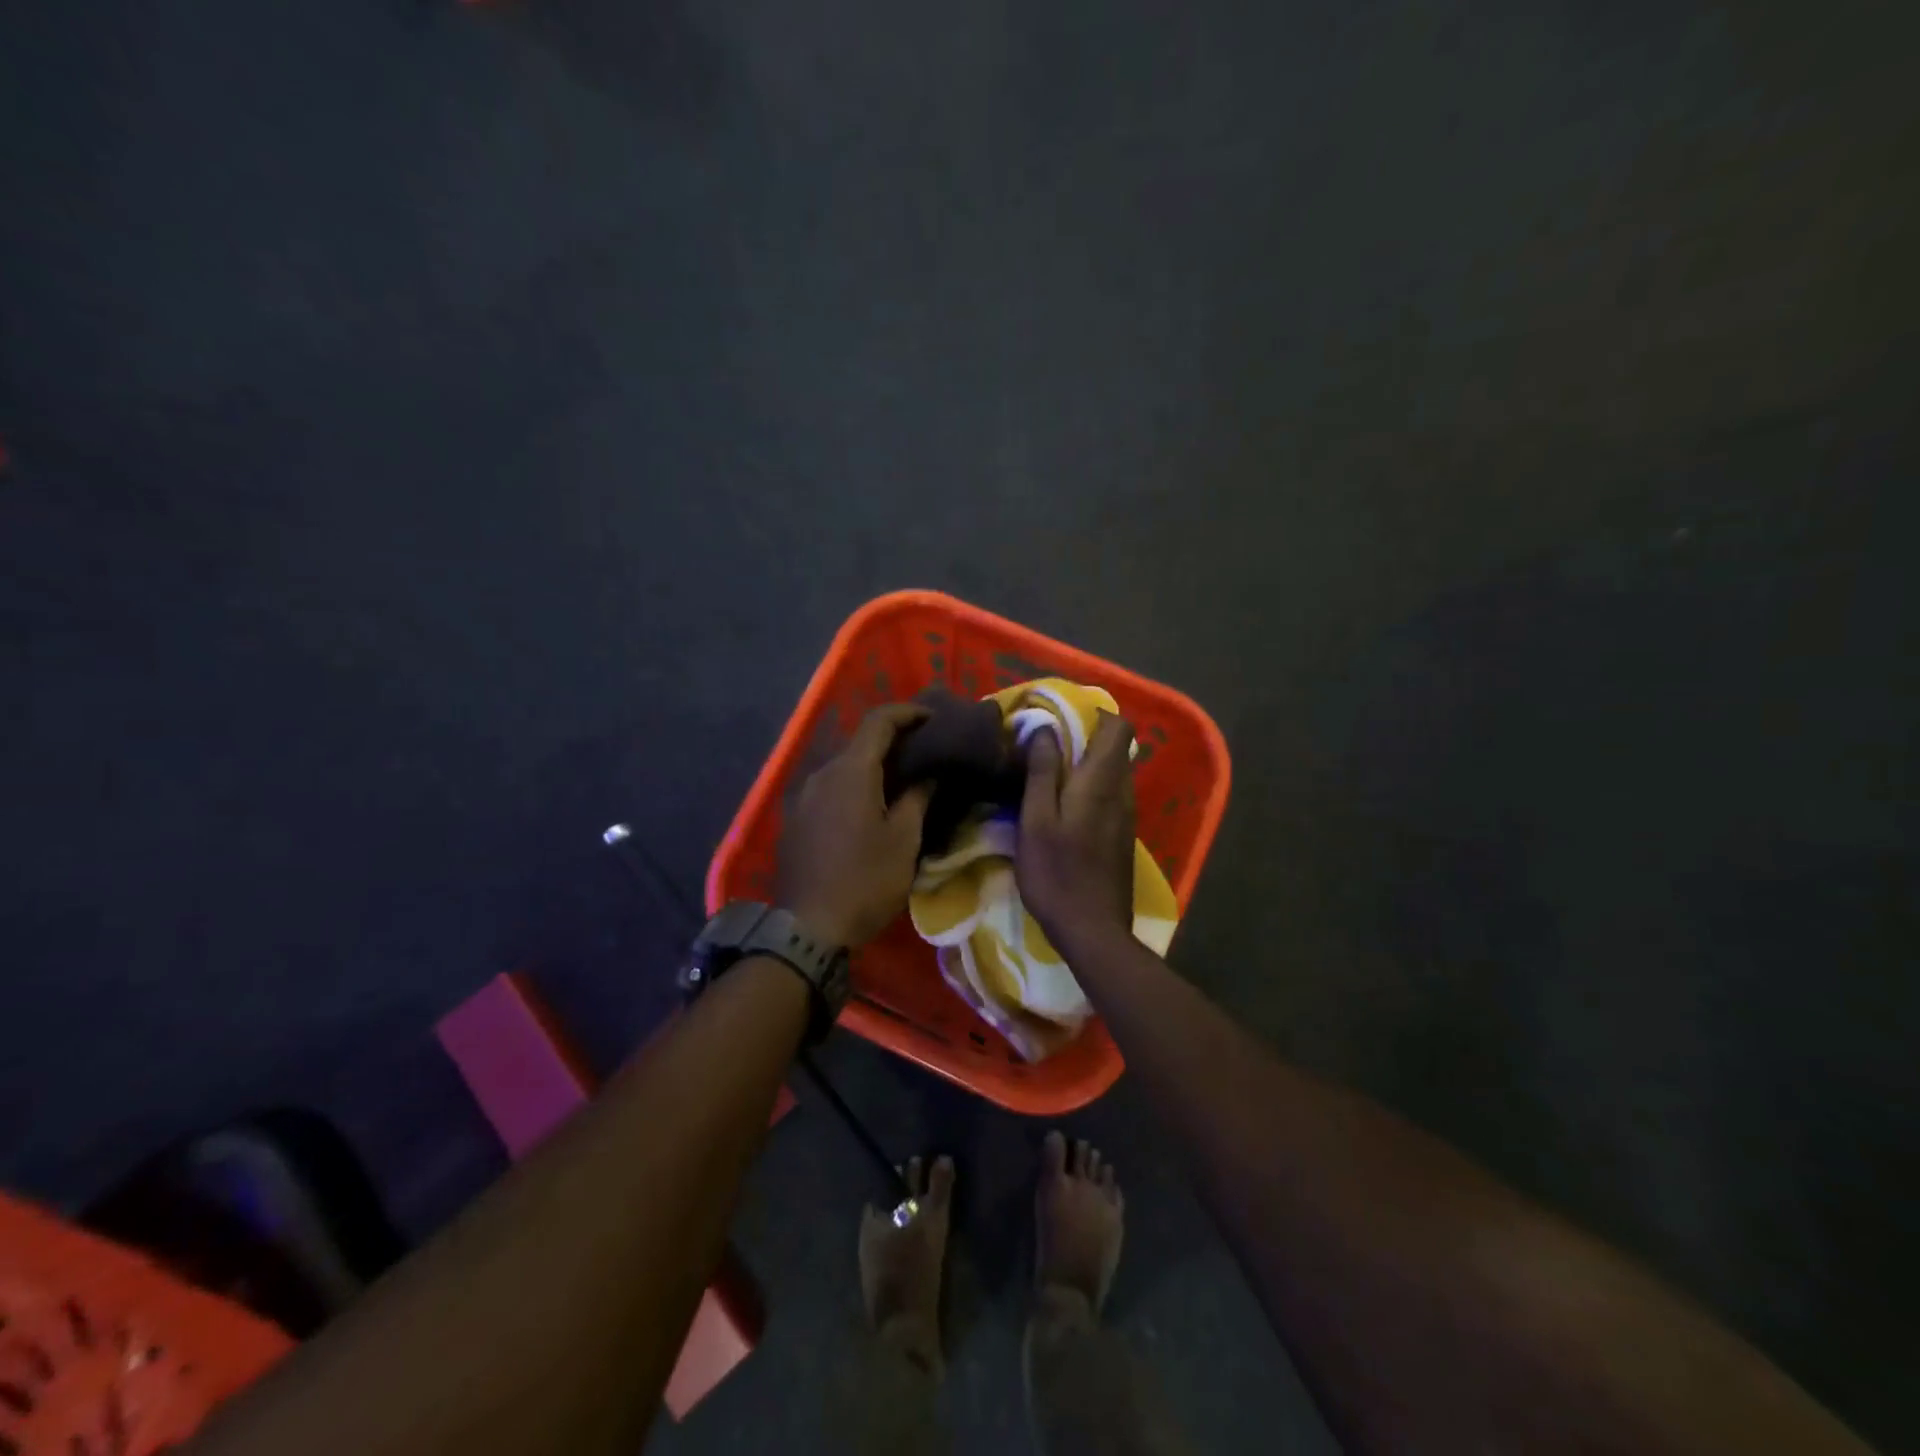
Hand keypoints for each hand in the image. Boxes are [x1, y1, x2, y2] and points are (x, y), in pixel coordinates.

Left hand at [776, 704, 933, 947]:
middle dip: (893, 741)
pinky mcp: (795, 820)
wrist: (808, 929)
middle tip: (925, 752)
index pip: (878, 721)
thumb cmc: (865, 881)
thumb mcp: (903, 840)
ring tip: (902, 781)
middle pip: (859, 743)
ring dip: (872, 766)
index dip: (908, 712)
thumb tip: (929, 774)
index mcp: (851, 771)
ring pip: (843, 767)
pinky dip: (853, 787)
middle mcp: (821, 774)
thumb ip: (918, 797)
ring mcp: (803, 797)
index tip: (934, 718)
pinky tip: (870, 808)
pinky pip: (829, 789)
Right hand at [1016, 711, 1136, 950]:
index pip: (1118, 727)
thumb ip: (1043, 772)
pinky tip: (1063, 807)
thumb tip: (1047, 729)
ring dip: (1086, 764)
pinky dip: (1091, 788)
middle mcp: (1123, 792)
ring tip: (1049, 774)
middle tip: (1046, 746)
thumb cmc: (1058, 873)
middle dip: (1085, 737)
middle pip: (1116, 748)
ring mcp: (1127, 816)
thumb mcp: (1037, 820)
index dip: (1094, 714)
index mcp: (1103, 781)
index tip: (1060, 718)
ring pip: (1113, 773)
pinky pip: (1111, 795)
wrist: (1093, 930)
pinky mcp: (1122, 836)